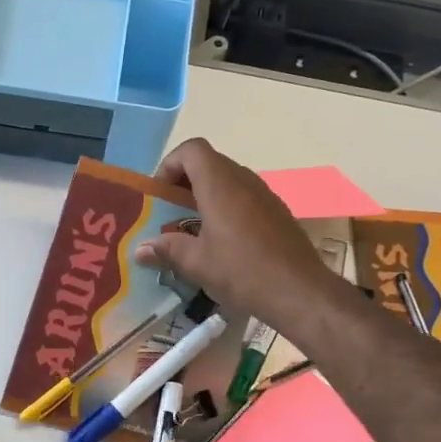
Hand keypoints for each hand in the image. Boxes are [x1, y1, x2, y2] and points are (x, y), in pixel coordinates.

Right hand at [135, 138, 346, 334]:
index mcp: (220, 184)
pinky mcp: (277, 212)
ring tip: (191, 229)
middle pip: (209, 163)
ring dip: (206, 196)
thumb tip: (140, 249)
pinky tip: (222, 242)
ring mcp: (265, 195)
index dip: (170, 164)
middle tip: (169, 213)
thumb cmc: (242, 271)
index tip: (160, 195)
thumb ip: (167, 249)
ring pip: (228, 180)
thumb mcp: (197, 263)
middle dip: (184, 183)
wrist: (300, 291)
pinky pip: (245, 198)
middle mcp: (243, 180)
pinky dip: (227, 208)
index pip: (191, 150)